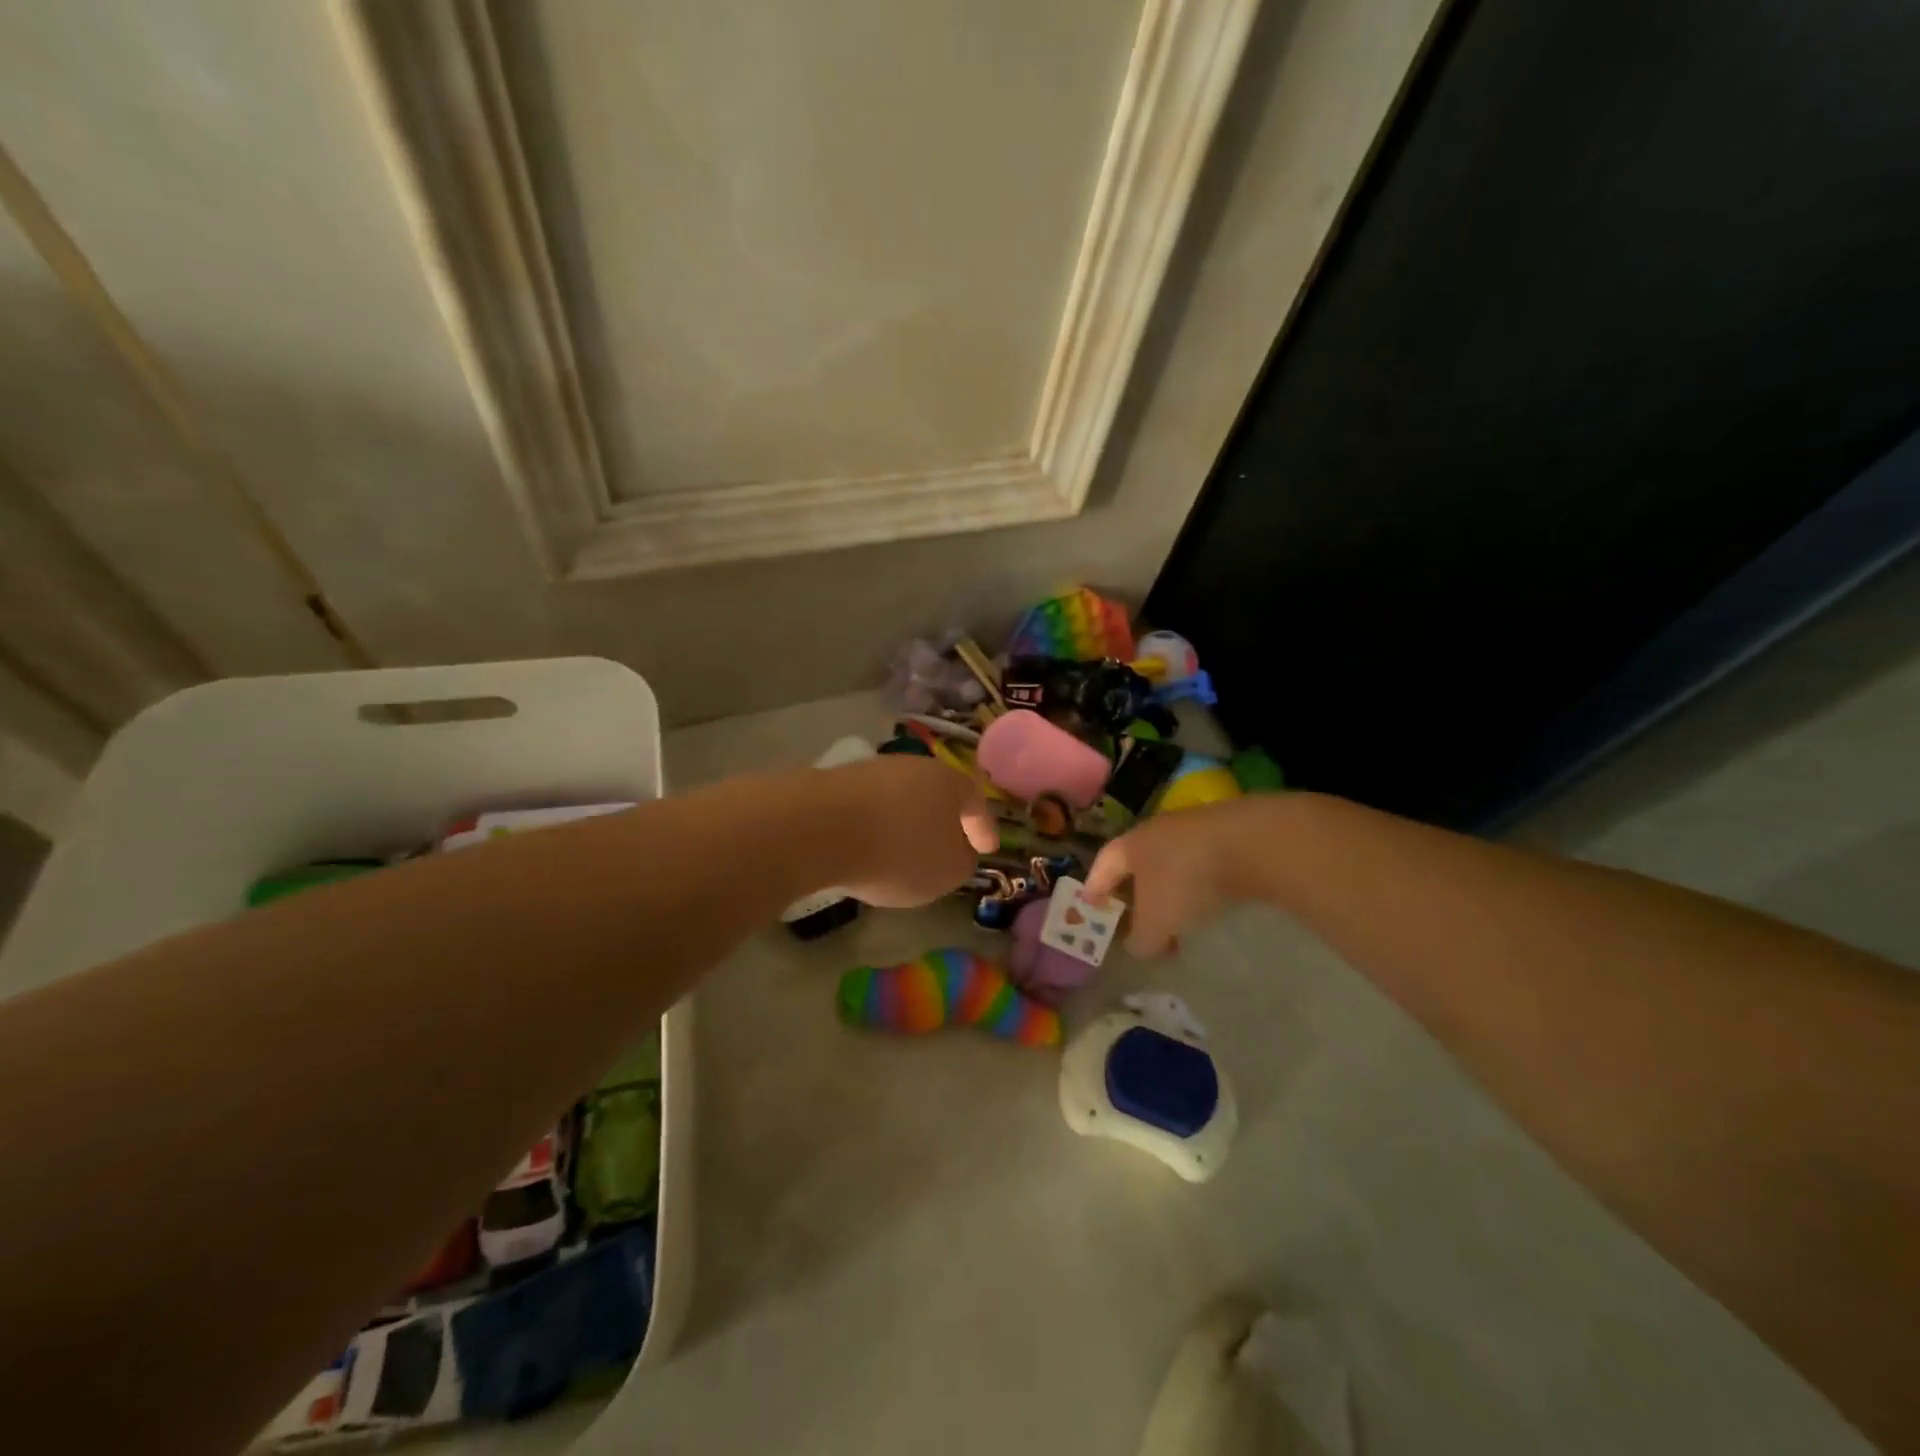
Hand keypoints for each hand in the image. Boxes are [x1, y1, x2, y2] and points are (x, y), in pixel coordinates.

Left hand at [821, 756, 998, 907]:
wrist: (818, 828)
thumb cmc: (898, 850)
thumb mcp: (946, 871)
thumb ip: (962, 862)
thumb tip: (959, 853)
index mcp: (948, 782)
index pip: (975, 801)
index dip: (984, 827)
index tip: (987, 848)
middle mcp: (912, 766)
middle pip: (936, 795)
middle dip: (942, 822)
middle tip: (945, 849)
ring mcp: (871, 771)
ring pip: (900, 800)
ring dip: (905, 824)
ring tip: (901, 854)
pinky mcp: (835, 784)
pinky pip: (867, 809)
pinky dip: (873, 828)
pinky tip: (866, 849)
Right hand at [1086, 799, 1268, 954]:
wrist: (1250, 843)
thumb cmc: (1186, 880)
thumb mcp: (1157, 923)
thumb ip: (1142, 940)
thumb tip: (1139, 947)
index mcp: (1130, 845)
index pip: (1103, 866)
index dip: (1094, 887)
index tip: (1091, 906)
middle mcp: (1156, 831)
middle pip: (1137, 863)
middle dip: (1135, 893)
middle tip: (1136, 920)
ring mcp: (1193, 829)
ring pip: (1171, 864)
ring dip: (1170, 892)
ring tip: (1178, 921)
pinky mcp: (1226, 834)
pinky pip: (1201, 865)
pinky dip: (1198, 886)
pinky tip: (1209, 906)